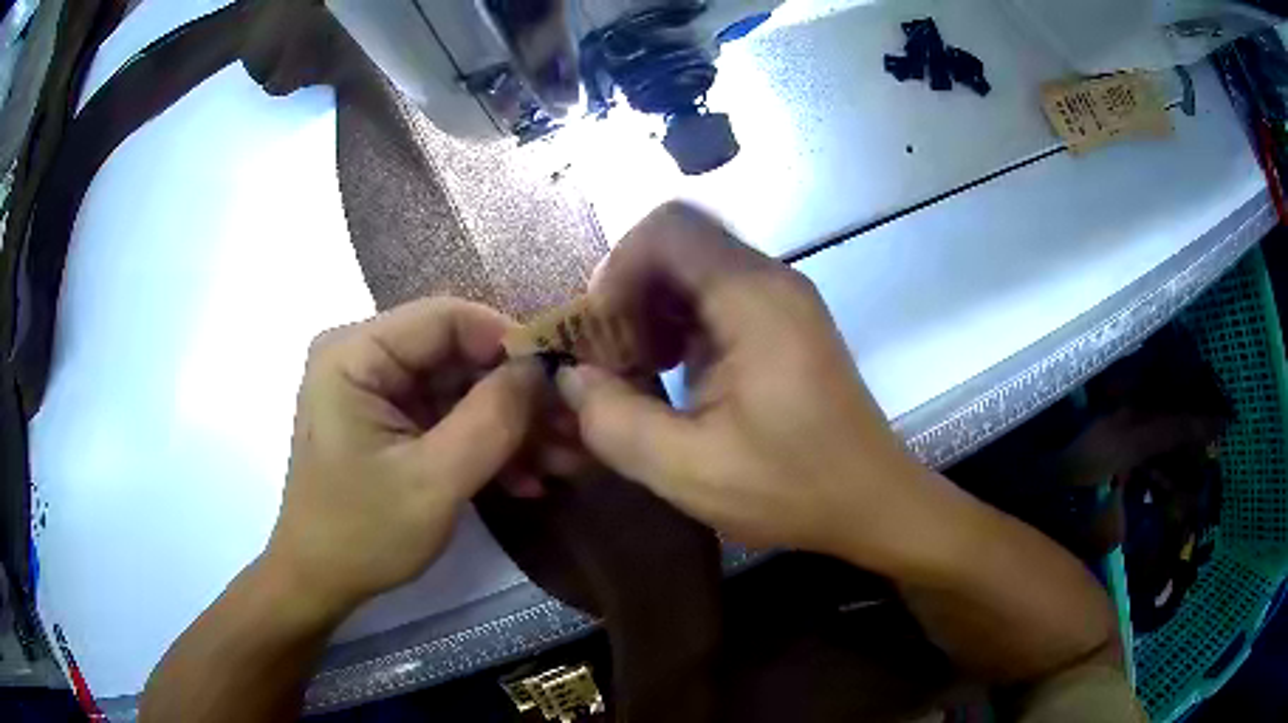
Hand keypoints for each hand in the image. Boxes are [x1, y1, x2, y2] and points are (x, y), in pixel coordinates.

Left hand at [264, 298, 541, 616]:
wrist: (321, 581)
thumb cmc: (362, 533)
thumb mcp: (433, 482)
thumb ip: (490, 420)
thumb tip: (542, 367)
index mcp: (355, 353)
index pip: (446, 317)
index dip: (509, 341)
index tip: (561, 381)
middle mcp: (364, 356)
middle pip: (457, 352)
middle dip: (516, 394)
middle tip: (571, 430)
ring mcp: (378, 390)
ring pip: (460, 386)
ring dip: (510, 425)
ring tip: (561, 461)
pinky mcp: (391, 420)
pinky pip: (448, 415)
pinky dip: (486, 443)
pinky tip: (524, 479)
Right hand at [558, 203, 949, 570]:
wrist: (872, 501)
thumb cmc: (792, 488)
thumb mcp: (689, 470)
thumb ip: (614, 422)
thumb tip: (570, 379)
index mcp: (754, 299)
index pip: (668, 228)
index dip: (617, 268)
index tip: (602, 333)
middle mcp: (772, 281)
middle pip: (678, 244)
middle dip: (630, 293)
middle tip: (615, 357)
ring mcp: (783, 299)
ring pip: (695, 268)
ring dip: (653, 310)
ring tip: (641, 370)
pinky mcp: (785, 321)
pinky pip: (717, 295)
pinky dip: (681, 323)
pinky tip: (676, 374)